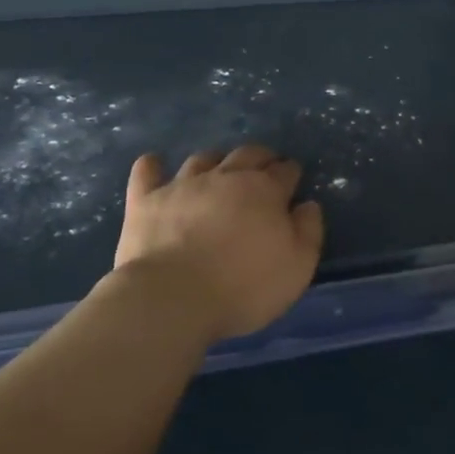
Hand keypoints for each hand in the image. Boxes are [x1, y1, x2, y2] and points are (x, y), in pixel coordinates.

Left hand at [113, 146, 324, 342]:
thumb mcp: (298, 266)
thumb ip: (309, 230)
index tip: (293, 179)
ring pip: (203, 159)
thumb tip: (307, 205)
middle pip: (247, 154)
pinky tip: (155, 163)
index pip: (285, 171)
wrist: (173, 298)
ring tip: (219, 169)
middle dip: (260, 157)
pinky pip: (146, 173)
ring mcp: (182, 186)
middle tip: (264, 166)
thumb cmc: (245, 285)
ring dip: (216, 160)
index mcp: (266, 191)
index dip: (291, 173)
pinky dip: (152, 166)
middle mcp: (226, 177)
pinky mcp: (146, 201)